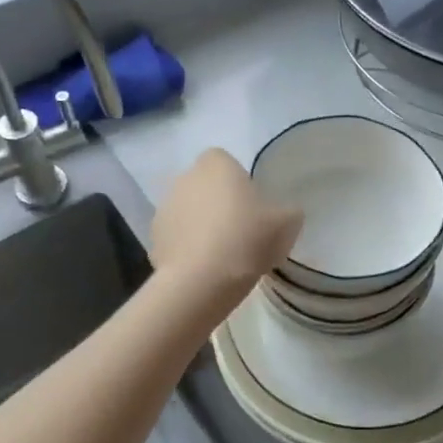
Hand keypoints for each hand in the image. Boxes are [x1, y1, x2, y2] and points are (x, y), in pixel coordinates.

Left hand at [151, 149, 302, 310]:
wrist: (202, 280)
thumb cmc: (247, 239)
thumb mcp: (287, 223)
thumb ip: (288, 211)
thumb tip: (286, 213)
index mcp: (215, 164)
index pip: (224, 161)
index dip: (238, 181)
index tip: (251, 205)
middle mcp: (184, 178)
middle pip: (204, 186)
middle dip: (217, 202)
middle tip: (240, 230)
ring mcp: (164, 208)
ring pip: (188, 211)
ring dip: (201, 225)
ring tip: (222, 254)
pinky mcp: (154, 239)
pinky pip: (177, 238)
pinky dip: (188, 248)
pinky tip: (204, 269)